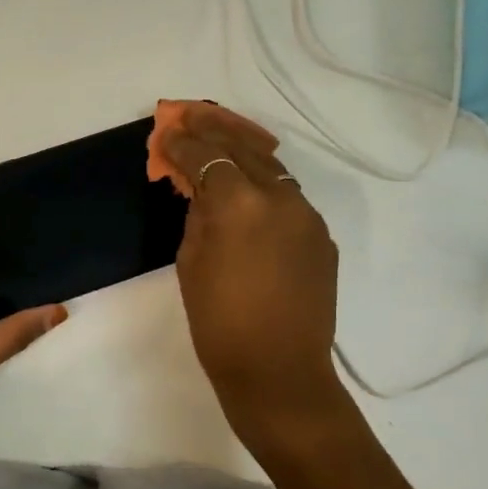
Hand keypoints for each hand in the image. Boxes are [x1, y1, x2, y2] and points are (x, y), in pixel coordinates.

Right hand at [158, 104, 344, 428]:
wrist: (279, 372)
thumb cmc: (219, 324)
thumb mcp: (190, 264)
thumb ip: (197, 216)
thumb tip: (202, 191)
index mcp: (239, 204)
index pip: (206, 157)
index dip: (182, 143)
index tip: (165, 133)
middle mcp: (280, 197)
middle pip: (244, 148)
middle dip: (215, 130)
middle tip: (191, 116)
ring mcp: (308, 216)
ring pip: (273, 170)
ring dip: (244, 153)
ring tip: (221, 141)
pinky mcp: (322, 237)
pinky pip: (289, 200)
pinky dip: (265, 188)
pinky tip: (250, 194)